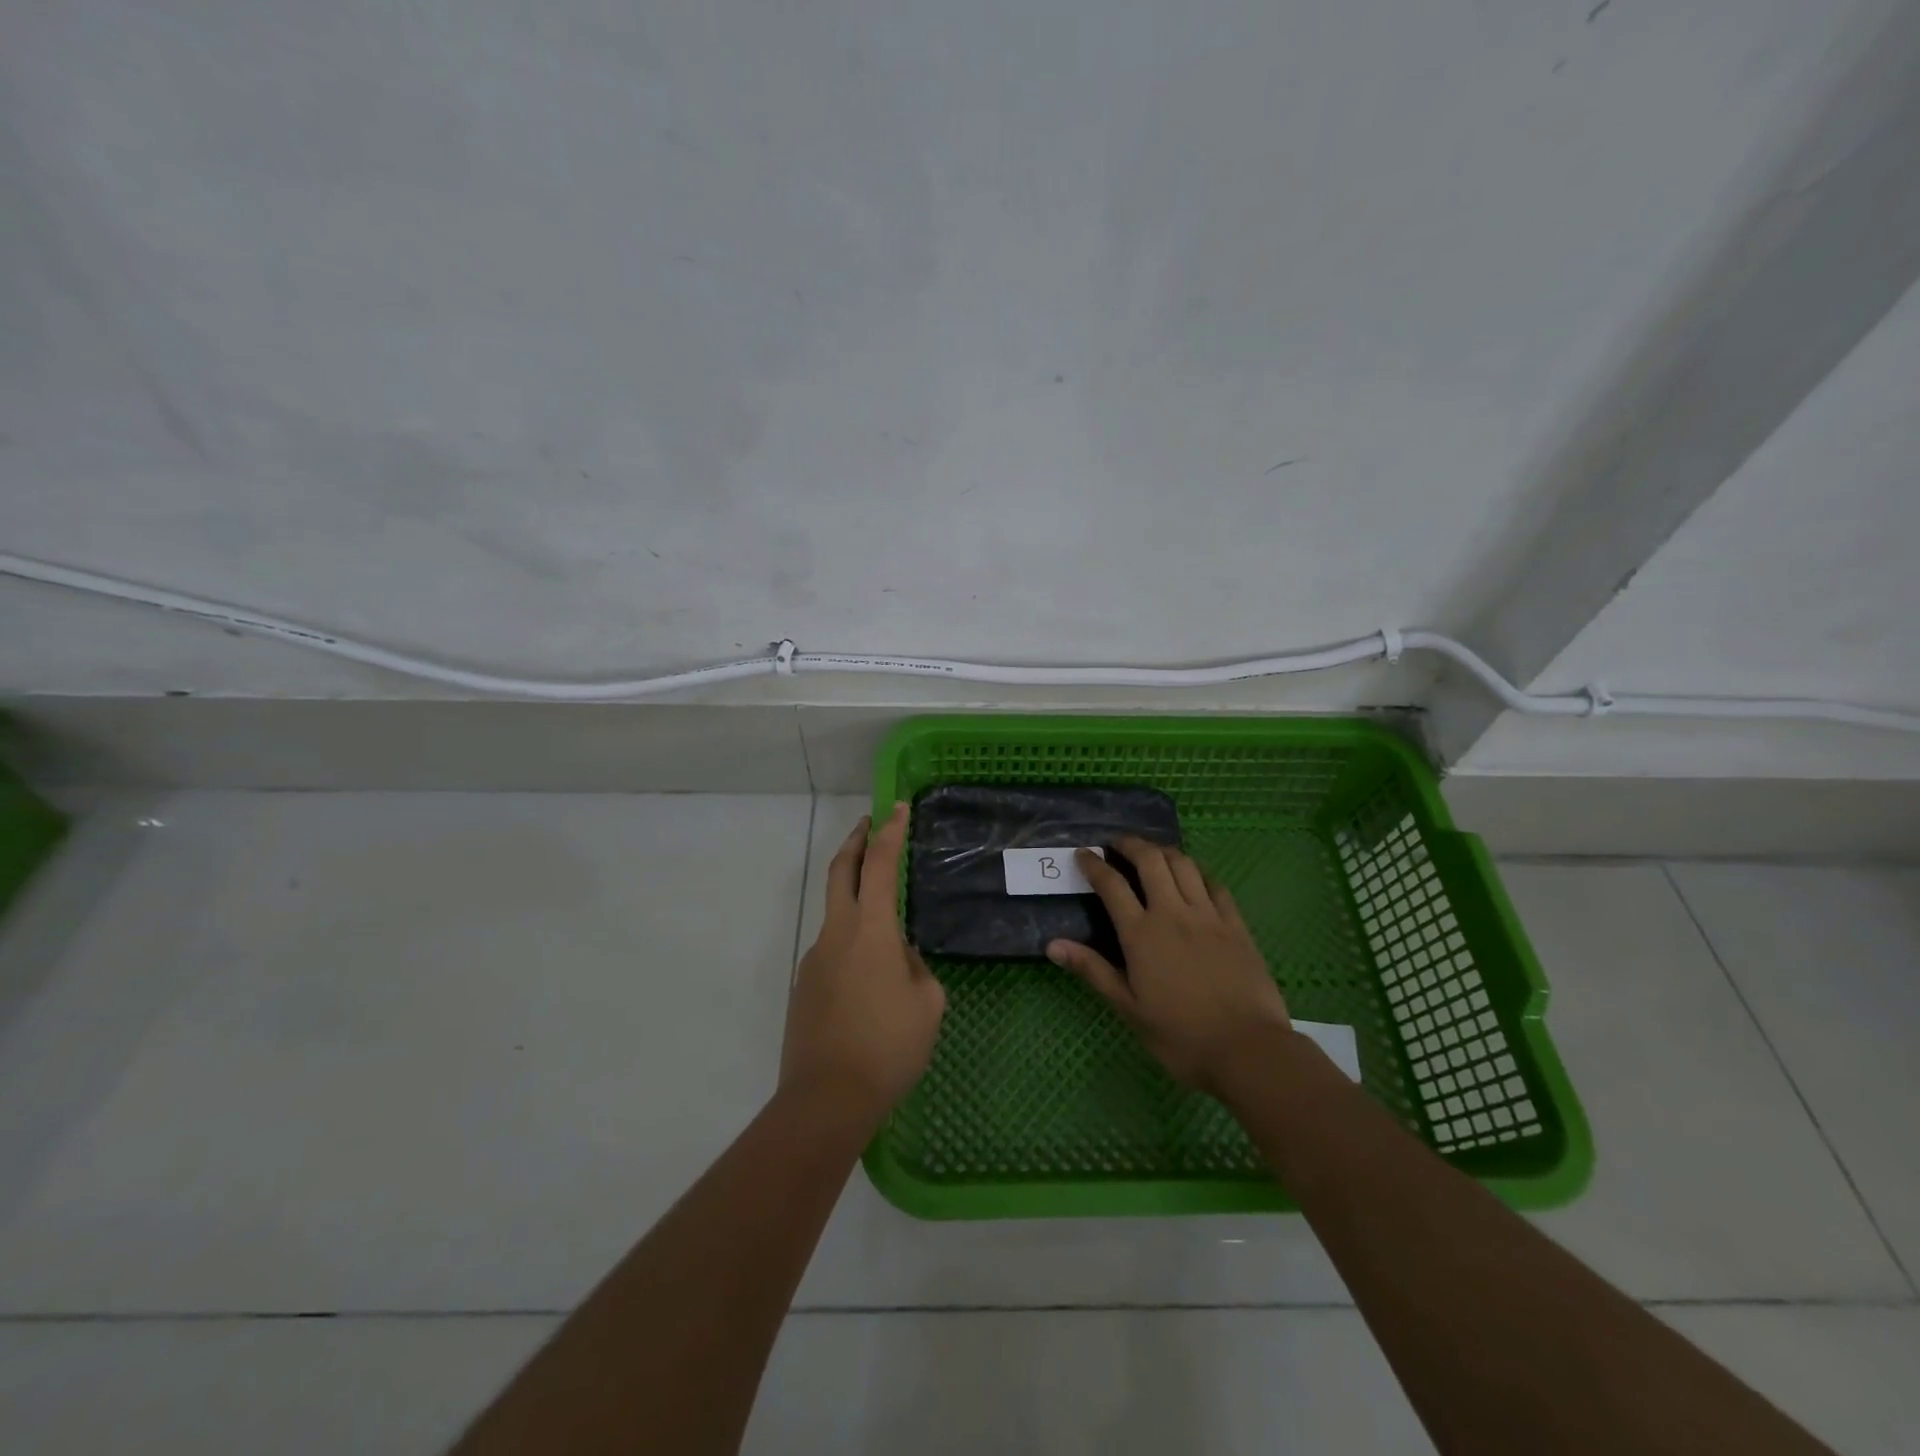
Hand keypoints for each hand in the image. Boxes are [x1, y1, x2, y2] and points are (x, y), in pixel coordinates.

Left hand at [781, 804, 946, 1122]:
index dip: (890, 832)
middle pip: (840, 872)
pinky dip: (853, 947)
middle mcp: (836, 934)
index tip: (896, 807)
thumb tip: (899, 958)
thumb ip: (916, 968)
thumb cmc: (888, 1047)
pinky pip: (834, 953)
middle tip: (870, 824)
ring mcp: (814, 959)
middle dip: (856, 843)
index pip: (879, 865)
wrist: (826, 1099)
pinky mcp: (804, 987)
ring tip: (892, 938)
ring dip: (857, 903)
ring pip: (837, 916)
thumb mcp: (927, 1004)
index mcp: (870, 930)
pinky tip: (871, 984)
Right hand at [1047, 837, 1289, 1094]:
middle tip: (1117, 843)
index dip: (1094, 864)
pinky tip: (1193, 876)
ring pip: (1184, 864)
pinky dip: (1198, 872)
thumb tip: (1052, 944)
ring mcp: (1208, 915)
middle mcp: (1173, 913)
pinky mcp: (1236, 924)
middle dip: (1130, 844)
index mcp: (1141, 934)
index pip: (1112, 885)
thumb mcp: (1129, 1008)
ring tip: (1152, 853)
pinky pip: (1215, 884)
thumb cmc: (1181, 1035)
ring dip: (1163, 851)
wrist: (1248, 1049)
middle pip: (1150, 860)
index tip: (1083, 853)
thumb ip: (1092, 970)